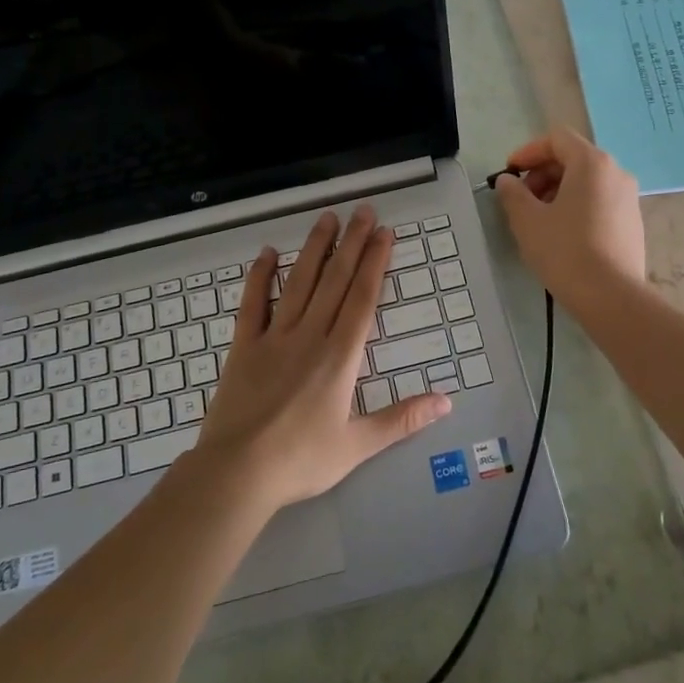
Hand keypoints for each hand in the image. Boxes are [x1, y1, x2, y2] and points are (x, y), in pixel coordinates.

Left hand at [192, 206, 451, 513]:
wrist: (237, 472)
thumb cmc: (300, 460)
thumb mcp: (357, 445)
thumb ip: (401, 420)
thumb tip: (446, 403)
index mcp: (340, 356)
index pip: (363, 298)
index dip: (375, 263)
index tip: (384, 233)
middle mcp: (309, 335)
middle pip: (335, 280)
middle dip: (352, 243)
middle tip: (364, 210)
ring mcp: (273, 337)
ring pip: (299, 282)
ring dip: (315, 248)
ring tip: (327, 218)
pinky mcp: (243, 346)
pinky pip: (253, 304)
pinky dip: (260, 277)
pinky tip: (267, 252)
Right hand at [493, 126, 645, 312]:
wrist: (611, 297)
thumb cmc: (565, 251)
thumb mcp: (527, 220)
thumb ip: (512, 193)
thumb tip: (508, 181)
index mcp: (592, 163)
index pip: (556, 139)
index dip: (528, 152)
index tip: (509, 174)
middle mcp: (616, 173)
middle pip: (573, 158)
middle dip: (542, 173)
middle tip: (521, 199)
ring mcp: (629, 198)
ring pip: (587, 182)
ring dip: (558, 191)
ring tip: (538, 219)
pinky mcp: (632, 223)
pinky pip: (600, 201)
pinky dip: (577, 206)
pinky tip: (562, 234)